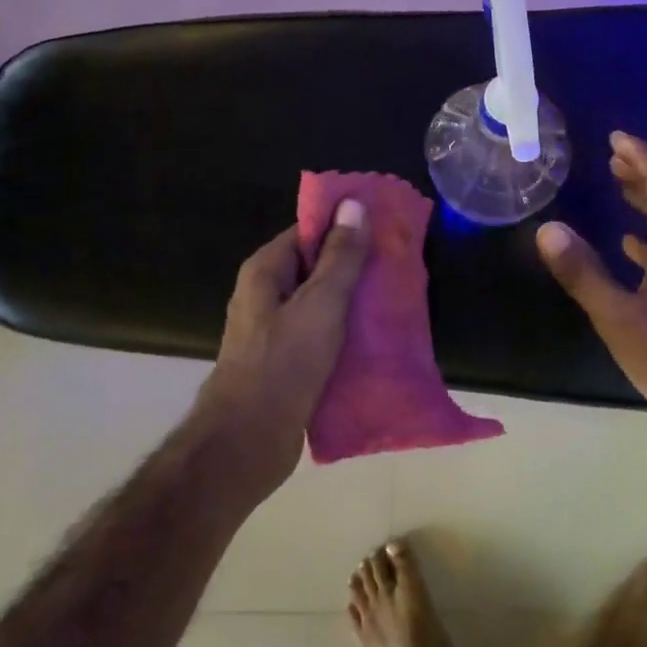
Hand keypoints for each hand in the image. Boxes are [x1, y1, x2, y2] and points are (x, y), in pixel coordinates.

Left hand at [195, 199, 369, 497]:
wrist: (248, 441)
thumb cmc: (283, 363)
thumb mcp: (321, 303)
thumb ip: (340, 256)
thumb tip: (354, 204)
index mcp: (266, 271)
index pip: (307, 231)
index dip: (344, 226)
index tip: (384, 227)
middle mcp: (265, 295)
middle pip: (315, 267)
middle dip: (355, 265)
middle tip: (398, 264)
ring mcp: (274, 331)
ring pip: (321, 304)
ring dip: (353, 302)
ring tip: (395, 298)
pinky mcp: (287, 362)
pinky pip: (321, 335)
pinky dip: (346, 333)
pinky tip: (377, 337)